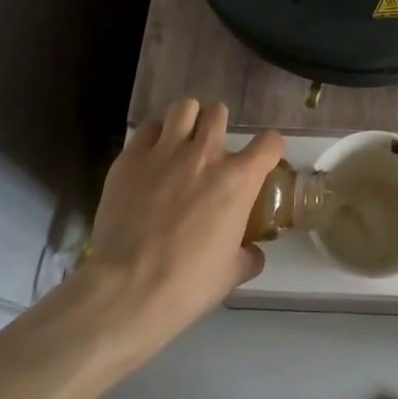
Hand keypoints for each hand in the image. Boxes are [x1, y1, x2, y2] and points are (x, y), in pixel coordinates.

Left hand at [82, 100, 282, 357]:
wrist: (127, 290)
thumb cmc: (188, 284)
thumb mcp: (232, 274)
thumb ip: (248, 254)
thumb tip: (253, 250)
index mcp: (238, 179)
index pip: (270, 142)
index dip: (269, 149)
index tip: (262, 161)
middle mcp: (205, 154)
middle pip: (219, 112)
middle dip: (219, 126)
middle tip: (212, 148)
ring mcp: (165, 152)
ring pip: (184, 107)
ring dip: (188, 120)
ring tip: (182, 140)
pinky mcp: (130, 159)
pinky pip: (147, 130)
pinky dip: (153, 138)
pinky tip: (151, 158)